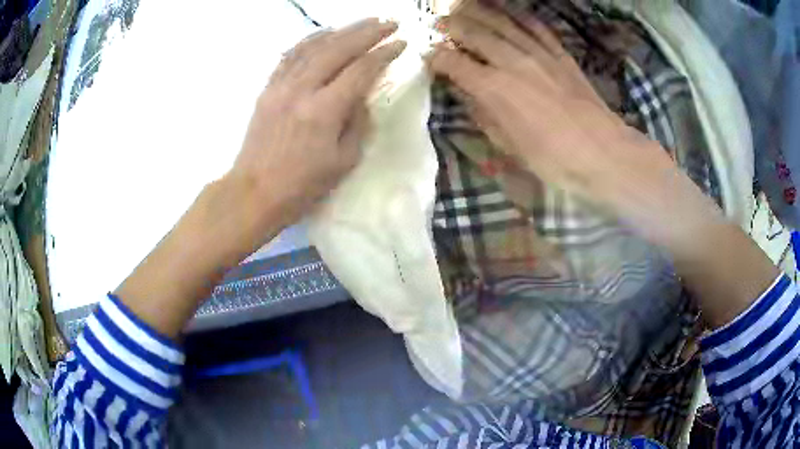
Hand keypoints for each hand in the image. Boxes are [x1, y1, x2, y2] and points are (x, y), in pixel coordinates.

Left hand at [230, 18, 405, 227]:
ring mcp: (281, 85)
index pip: (361, 70)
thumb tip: (362, 96)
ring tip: (363, 23)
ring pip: (314, 46)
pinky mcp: (267, 88)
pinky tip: (324, 34)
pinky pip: (290, 55)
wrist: (254, 192)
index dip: (384, 54)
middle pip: (339, 48)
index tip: (401, 43)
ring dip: (342, 30)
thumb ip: (358, 123)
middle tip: (389, 22)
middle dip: (368, 32)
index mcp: (324, 110)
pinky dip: (310, 40)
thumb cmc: (302, 185)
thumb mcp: (344, 161)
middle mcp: (302, 89)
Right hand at [425, 3, 717, 243]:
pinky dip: (519, 15)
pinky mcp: (561, 55)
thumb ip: (485, 115)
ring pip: (503, 23)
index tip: (428, 57)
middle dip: (452, 27)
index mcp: (495, 89)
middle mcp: (513, 63)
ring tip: (463, 6)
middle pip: (476, 34)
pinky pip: (536, 27)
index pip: (455, 64)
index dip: (437, 58)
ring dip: (479, 12)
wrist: (604, 154)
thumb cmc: (554, 159)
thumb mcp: (510, 146)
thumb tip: (468, 94)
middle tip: (438, 23)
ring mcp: (539, 55)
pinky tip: (507, 9)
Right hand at [426, 3, 777, 328]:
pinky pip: (554, 46)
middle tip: (438, 13)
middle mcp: (550, 91)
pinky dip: (532, 26)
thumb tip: (480, 125)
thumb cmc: (601, 210)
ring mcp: (571, 83)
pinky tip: (522, 17)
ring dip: (496, 18)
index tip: (425, 47)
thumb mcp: (548, 193)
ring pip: (527, 37)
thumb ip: (511, 151)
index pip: (479, 74)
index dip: (450, 58)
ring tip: (470, 3)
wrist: (655, 200)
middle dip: (467, 27)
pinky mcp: (589, 85)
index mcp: (534, 120)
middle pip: (500, 46)